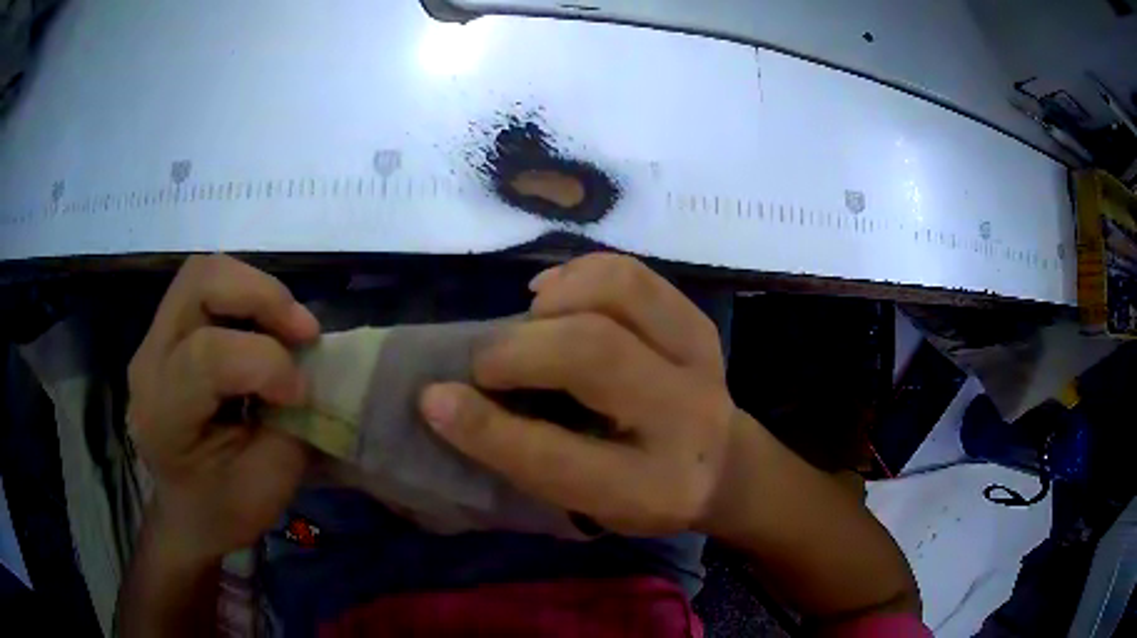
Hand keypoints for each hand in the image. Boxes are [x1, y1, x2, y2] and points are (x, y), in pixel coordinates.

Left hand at [127, 255, 319, 562]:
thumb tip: (310, 370)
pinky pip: (207, 289)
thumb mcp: (266, 484)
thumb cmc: (224, 510)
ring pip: (205, 273)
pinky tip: (266, 330)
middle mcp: (149, 362)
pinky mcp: (167, 332)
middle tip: (303, 332)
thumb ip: (289, 423)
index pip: (208, 356)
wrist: (185, 514)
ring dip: (256, 290)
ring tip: (289, 327)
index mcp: (163, 414)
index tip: (302, 394)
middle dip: (262, 296)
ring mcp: (154, 340)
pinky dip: (246, 298)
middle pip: (200, 283)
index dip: (267, 363)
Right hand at [420, 253, 737, 535]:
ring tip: (528, 322)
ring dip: (554, 301)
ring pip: (618, 291)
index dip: (486, 429)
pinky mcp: (696, 319)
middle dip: (517, 352)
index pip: (558, 460)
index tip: (431, 399)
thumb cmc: (641, 490)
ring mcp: (700, 357)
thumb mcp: (586, 501)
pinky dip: (579, 273)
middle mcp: (686, 417)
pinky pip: (631, 272)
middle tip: (485, 365)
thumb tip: (450, 398)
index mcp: (653, 488)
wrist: (721, 463)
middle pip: (593, 354)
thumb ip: (526, 457)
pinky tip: (553, 298)